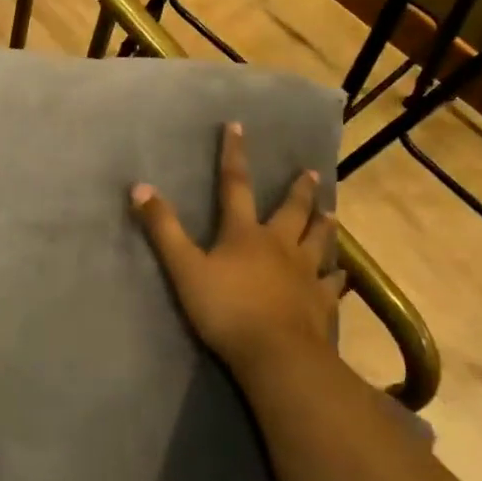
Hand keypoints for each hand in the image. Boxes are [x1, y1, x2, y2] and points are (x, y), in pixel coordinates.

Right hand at [131, 122, 337, 378]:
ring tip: (331, 213)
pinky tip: (341, 276)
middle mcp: (280, 245)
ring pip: (319, 242)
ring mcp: (306, 274)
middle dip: (298, 190)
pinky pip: (332, 284)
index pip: (236, 185)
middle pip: (291, 211)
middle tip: (309, 172)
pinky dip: (336, 277)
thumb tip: (140, 187)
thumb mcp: (184, 268)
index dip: (234, 155)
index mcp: (245, 234)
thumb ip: (163, 229)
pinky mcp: (321, 303)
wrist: (276, 354)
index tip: (238, 127)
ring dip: (324, 226)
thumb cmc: (226, 309)